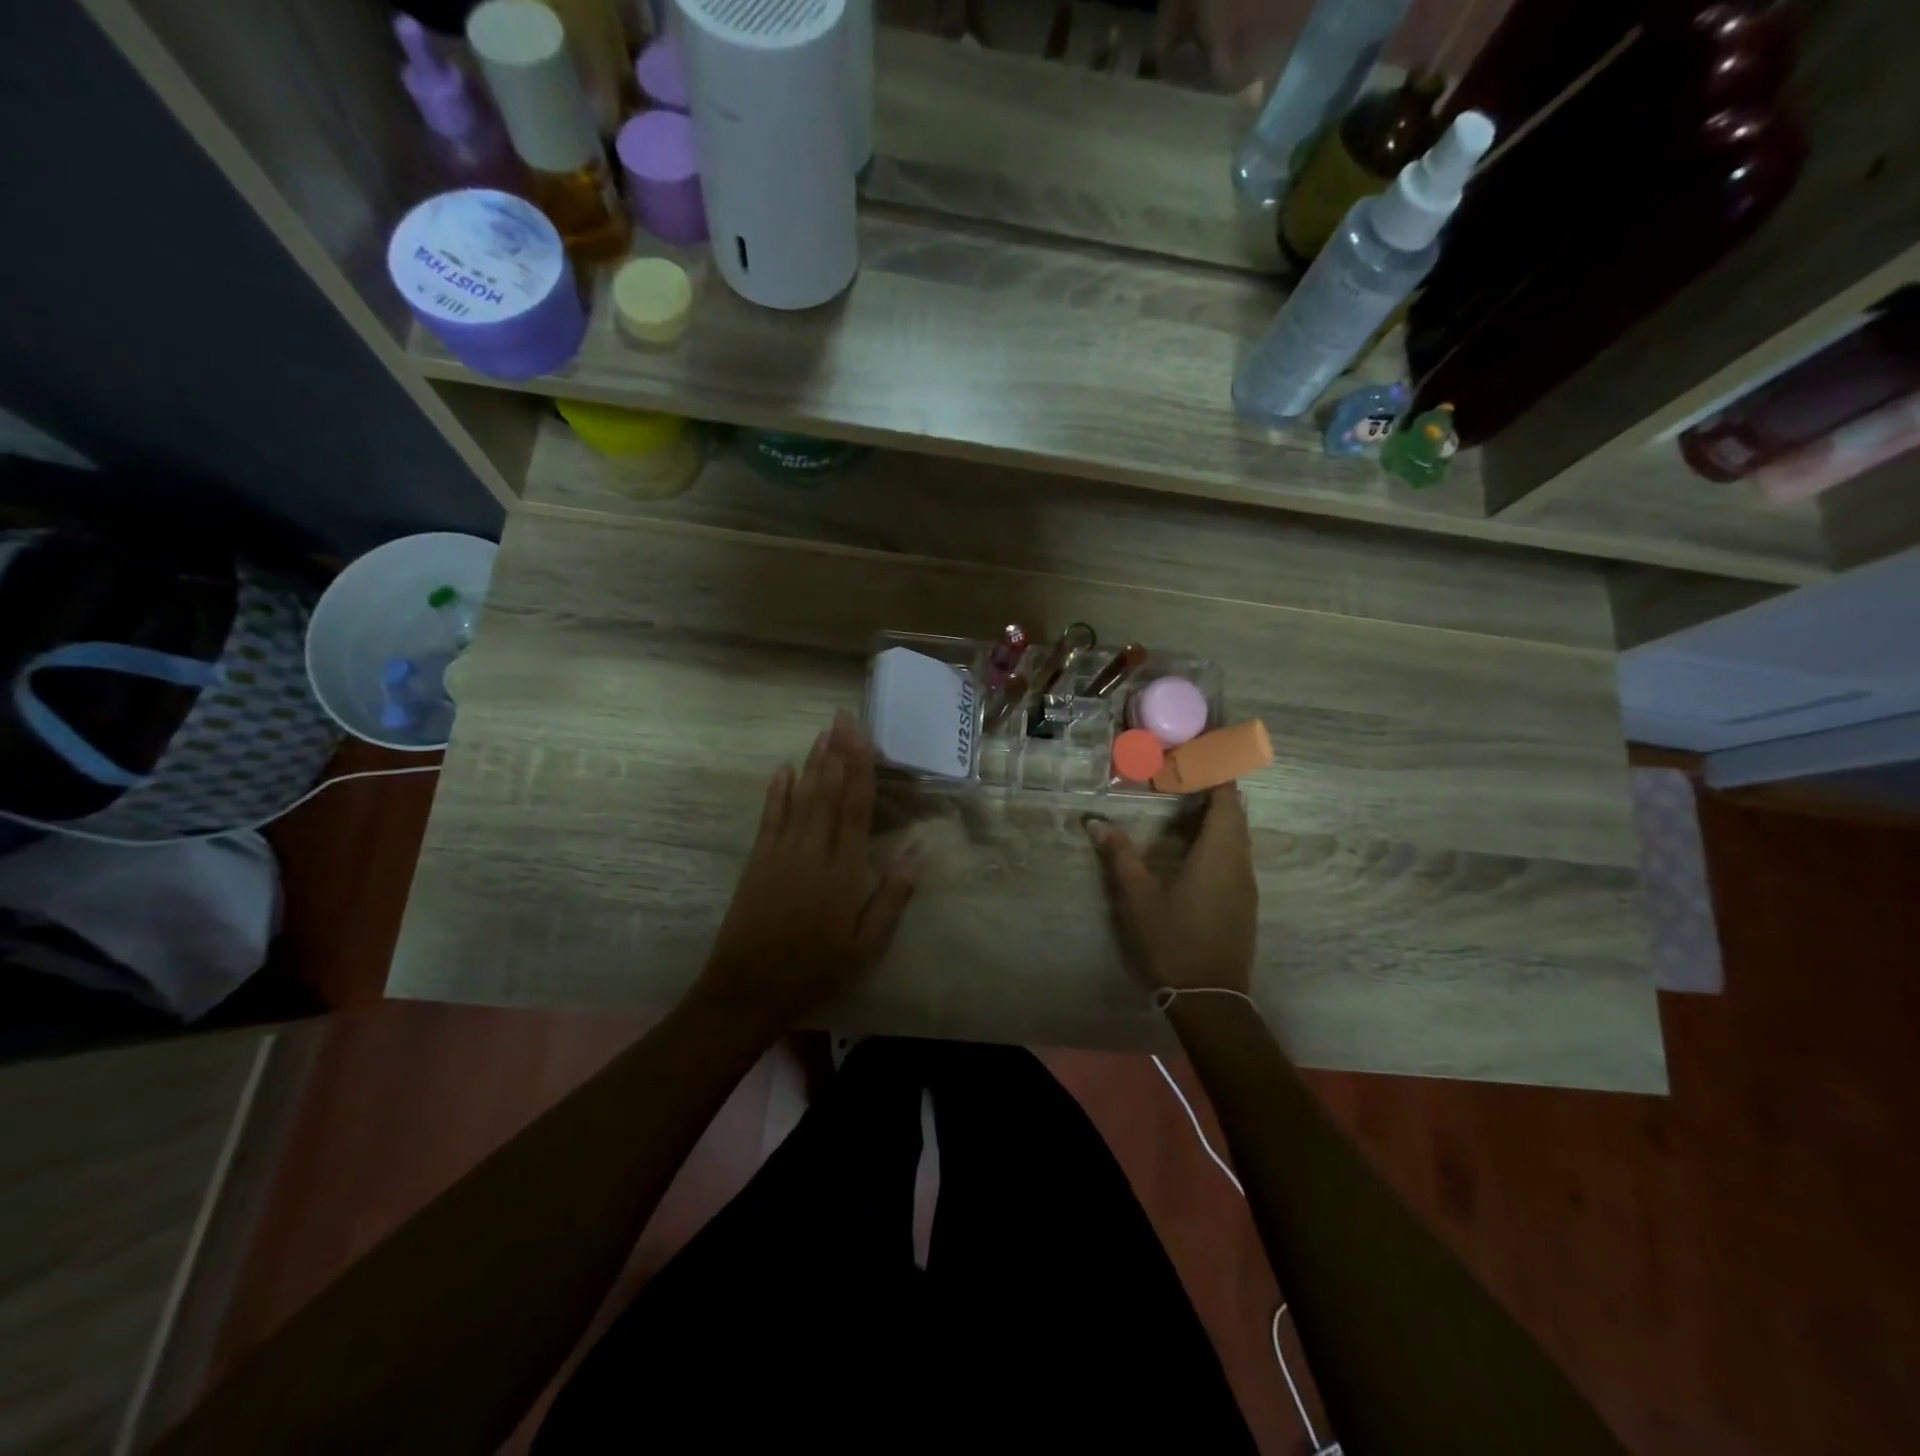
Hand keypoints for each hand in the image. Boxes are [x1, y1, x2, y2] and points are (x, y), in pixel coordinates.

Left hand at [696, 712, 915, 1032]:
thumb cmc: (814, 970)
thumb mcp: (866, 947)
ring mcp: (780, 854)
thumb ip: (892, 899)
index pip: (855, 810)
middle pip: (827, 794)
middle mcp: (812, 853)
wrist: (747, 990)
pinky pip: (769, 818)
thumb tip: (916, 854)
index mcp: (843, 872)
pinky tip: (783, 769)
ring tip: (823, 733)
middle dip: (837, 753)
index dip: (860, 770)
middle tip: (842, 716)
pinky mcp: (757, 862)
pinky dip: (777, 792)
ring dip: (813, 764)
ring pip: (801, 798)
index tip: (863, 737)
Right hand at [1086, 785, 1256, 992]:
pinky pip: (1237, 853)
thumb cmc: (1173, 940)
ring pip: (1239, 835)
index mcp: (1218, 853)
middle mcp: (1239, 862)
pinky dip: (1222, 835)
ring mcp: (1245, 883)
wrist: (1210, 996)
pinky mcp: (1244, 900)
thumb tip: (1095, 822)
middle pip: (1236, 813)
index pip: (1226, 799)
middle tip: (1187, 771)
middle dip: (1216, 787)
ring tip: (1189, 799)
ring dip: (1220, 813)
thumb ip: (1120, 855)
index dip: (1216, 772)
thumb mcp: (1139, 896)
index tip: (1198, 752)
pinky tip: (1196, 843)